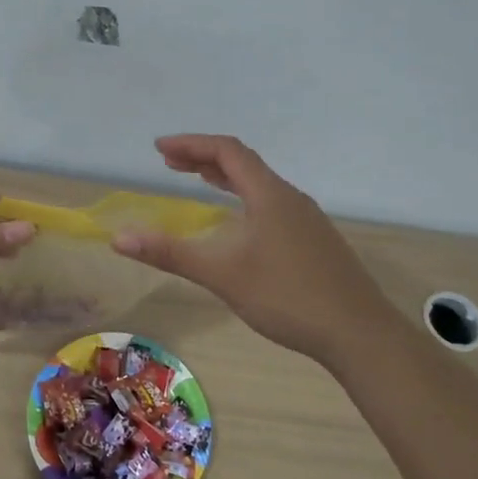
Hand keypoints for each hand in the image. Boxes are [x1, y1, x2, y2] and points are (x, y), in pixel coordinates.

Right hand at [111, 135, 393, 365]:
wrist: (359, 333)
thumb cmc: (288, 297)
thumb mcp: (222, 275)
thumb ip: (170, 253)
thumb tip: (118, 237)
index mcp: (270, 195)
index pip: (227, 151)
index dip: (191, 144)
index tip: (159, 149)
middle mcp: (290, 198)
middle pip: (244, 163)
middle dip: (204, 158)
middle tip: (169, 162)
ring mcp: (307, 220)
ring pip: (260, 184)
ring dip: (225, 178)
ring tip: (198, 181)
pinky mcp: (314, 241)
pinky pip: (272, 204)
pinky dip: (244, 198)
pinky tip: (239, 224)